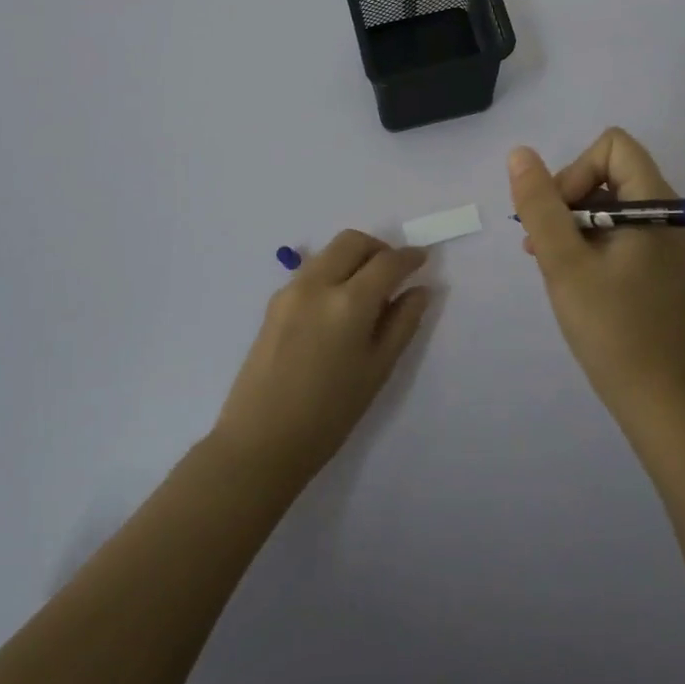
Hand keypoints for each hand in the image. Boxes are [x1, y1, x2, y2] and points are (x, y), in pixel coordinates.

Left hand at [213, 230, 429, 488]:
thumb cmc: (329, 414)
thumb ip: (402, 324)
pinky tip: (338, 305)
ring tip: (367, 290)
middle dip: (379, 248)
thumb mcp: (377, 370)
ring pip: (329, 251)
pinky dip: (332, 272)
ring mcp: (290, 290)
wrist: (261, 442)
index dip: (410, 257)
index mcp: (348, 302)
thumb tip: (420, 290)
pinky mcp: (273, 302)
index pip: (387, 262)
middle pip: (353, 242)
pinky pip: (311, 270)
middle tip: (394, 273)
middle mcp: (317, 284)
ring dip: (354, 257)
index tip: (423, 259)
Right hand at [510, 128, 684, 420]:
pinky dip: (590, 239)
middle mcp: (670, 212)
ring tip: (550, 260)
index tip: (559, 216)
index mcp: (658, 204)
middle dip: (569, 199)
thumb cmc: (609, 327)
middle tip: (546, 245)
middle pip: (610, 171)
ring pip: (610, 201)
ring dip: (574, 221)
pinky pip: (620, 228)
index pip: (612, 147)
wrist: (654, 397)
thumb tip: (520, 154)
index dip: (576, 171)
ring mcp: (668, 239)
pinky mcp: (661, 262)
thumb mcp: (563, 262)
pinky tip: (570, 271)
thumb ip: (540, 204)